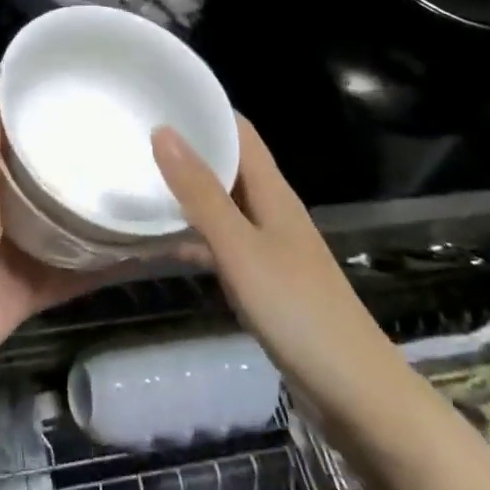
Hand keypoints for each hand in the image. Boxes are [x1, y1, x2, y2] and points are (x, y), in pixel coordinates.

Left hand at [0, 84, 117, 399]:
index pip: (22, 149)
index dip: (48, 127)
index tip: (89, 102)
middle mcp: (8, 219)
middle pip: (51, 191)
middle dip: (84, 174)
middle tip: (134, 149)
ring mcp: (22, 258)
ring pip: (68, 232)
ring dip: (99, 221)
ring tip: (147, 195)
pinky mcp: (35, 294)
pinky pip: (75, 276)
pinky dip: (103, 269)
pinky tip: (142, 255)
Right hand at [152, 116, 386, 407]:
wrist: (355, 395)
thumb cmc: (298, 310)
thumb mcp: (241, 248)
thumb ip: (201, 193)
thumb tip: (163, 131)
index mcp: (272, 191)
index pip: (239, 131)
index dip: (206, 108)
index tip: (161, 95)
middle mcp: (271, 210)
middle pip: (228, 165)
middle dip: (187, 147)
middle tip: (134, 136)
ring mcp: (268, 248)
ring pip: (221, 205)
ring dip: (186, 192)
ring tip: (137, 180)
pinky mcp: (263, 282)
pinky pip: (220, 244)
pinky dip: (192, 237)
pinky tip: (159, 244)